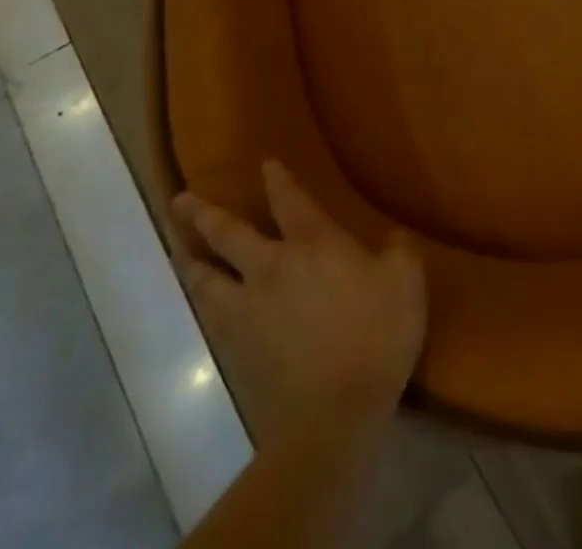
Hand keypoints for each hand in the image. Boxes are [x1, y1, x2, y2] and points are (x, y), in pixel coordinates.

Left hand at [170, 161, 426, 444]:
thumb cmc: (375, 336)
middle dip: (204, 215)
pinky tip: (199, 300)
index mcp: (313, 243)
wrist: (333, 416)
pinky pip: (209, 316)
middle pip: (228, 235)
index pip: (290, 200)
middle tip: (181, 199)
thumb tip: (391, 239)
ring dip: (188, 258)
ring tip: (175, 247)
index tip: (265, 164)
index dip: (278, 180)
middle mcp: (271, 267)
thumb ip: (398, 251)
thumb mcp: (406, 281)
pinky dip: (199, 300)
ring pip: (205, 278)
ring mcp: (247, 311)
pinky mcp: (236, 351)